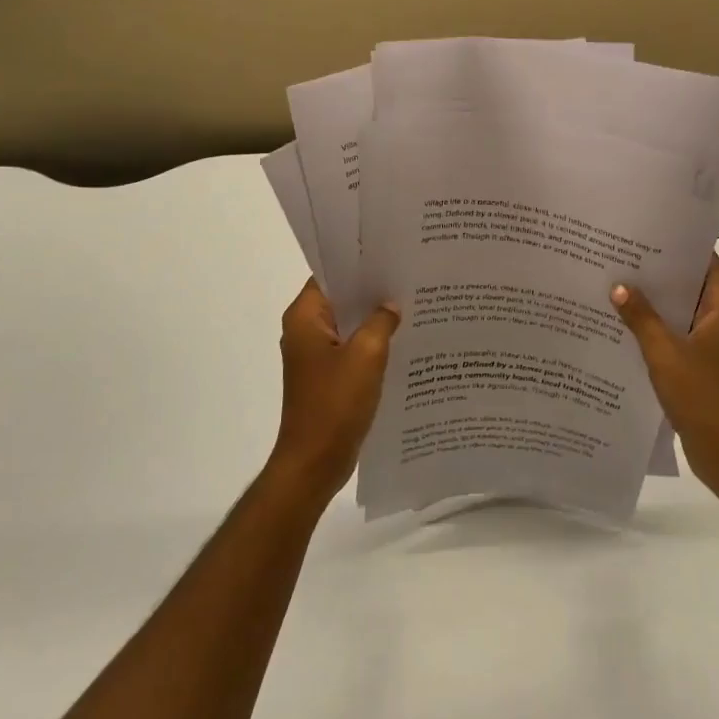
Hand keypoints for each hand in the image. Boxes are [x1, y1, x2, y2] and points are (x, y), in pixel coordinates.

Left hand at [270, 280, 399, 502]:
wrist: (314, 463)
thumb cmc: (335, 404)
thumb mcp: (366, 355)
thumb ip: (381, 321)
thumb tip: (391, 304)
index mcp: (305, 317)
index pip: (331, 274)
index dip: (360, 263)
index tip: (392, 254)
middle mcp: (305, 330)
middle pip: (342, 298)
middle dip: (373, 290)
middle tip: (411, 277)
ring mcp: (316, 355)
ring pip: (350, 325)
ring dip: (376, 319)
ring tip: (414, 304)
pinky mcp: (328, 376)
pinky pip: (353, 349)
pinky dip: (374, 343)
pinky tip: (404, 340)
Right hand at [612, 255, 718, 495]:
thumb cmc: (706, 398)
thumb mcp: (666, 354)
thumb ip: (641, 318)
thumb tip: (618, 286)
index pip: (702, 261)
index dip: (672, 247)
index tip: (638, 235)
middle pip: (688, 286)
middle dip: (654, 276)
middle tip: (615, 259)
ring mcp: (714, 345)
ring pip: (679, 314)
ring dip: (651, 306)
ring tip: (611, 288)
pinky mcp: (703, 367)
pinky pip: (676, 338)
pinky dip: (654, 332)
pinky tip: (621, 329)